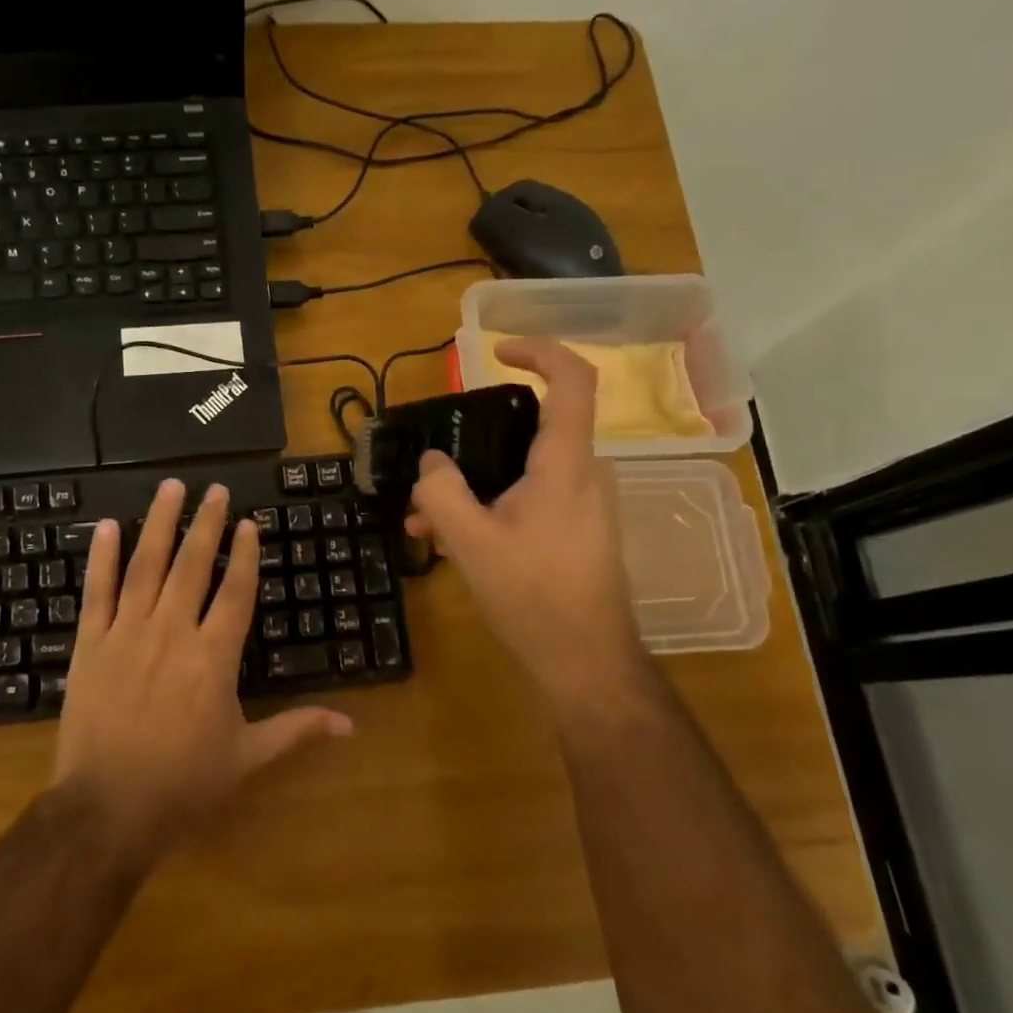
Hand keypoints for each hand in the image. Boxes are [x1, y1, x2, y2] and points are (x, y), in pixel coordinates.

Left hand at [53, 479, 352, 861]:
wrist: (107, 809)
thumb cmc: (184, 785)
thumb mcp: (247, 759)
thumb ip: (296, 731)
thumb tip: (351, 725)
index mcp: (214, 657)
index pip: (235, 592)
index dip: (244, 554)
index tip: (248, 523)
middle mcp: (172, 633)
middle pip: (192, 566)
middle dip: (206, 524)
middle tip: (215, 489)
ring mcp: (127, 634)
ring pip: (145, 566)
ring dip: (159, 524)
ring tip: (171, 489)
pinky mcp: (90, 644)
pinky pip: (97, 592)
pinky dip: (102, 557)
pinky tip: (109, 526)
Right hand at [406, 337, 646, 710]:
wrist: (586, 661)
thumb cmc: (532, 596)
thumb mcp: (469, 542)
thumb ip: (441, 492)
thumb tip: (431, 463)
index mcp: (565, 464)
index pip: (572, 380)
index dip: (539, 351)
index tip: (496, 353)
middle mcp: (585, 474)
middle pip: (531, 430)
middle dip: (472, 446)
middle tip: (429, 473)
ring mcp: (587, 504)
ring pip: (524, 471)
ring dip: (474, 486)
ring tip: (425, 523)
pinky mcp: (580, 530)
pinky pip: (533, 498)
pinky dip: (493, 507)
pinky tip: (456, 544)